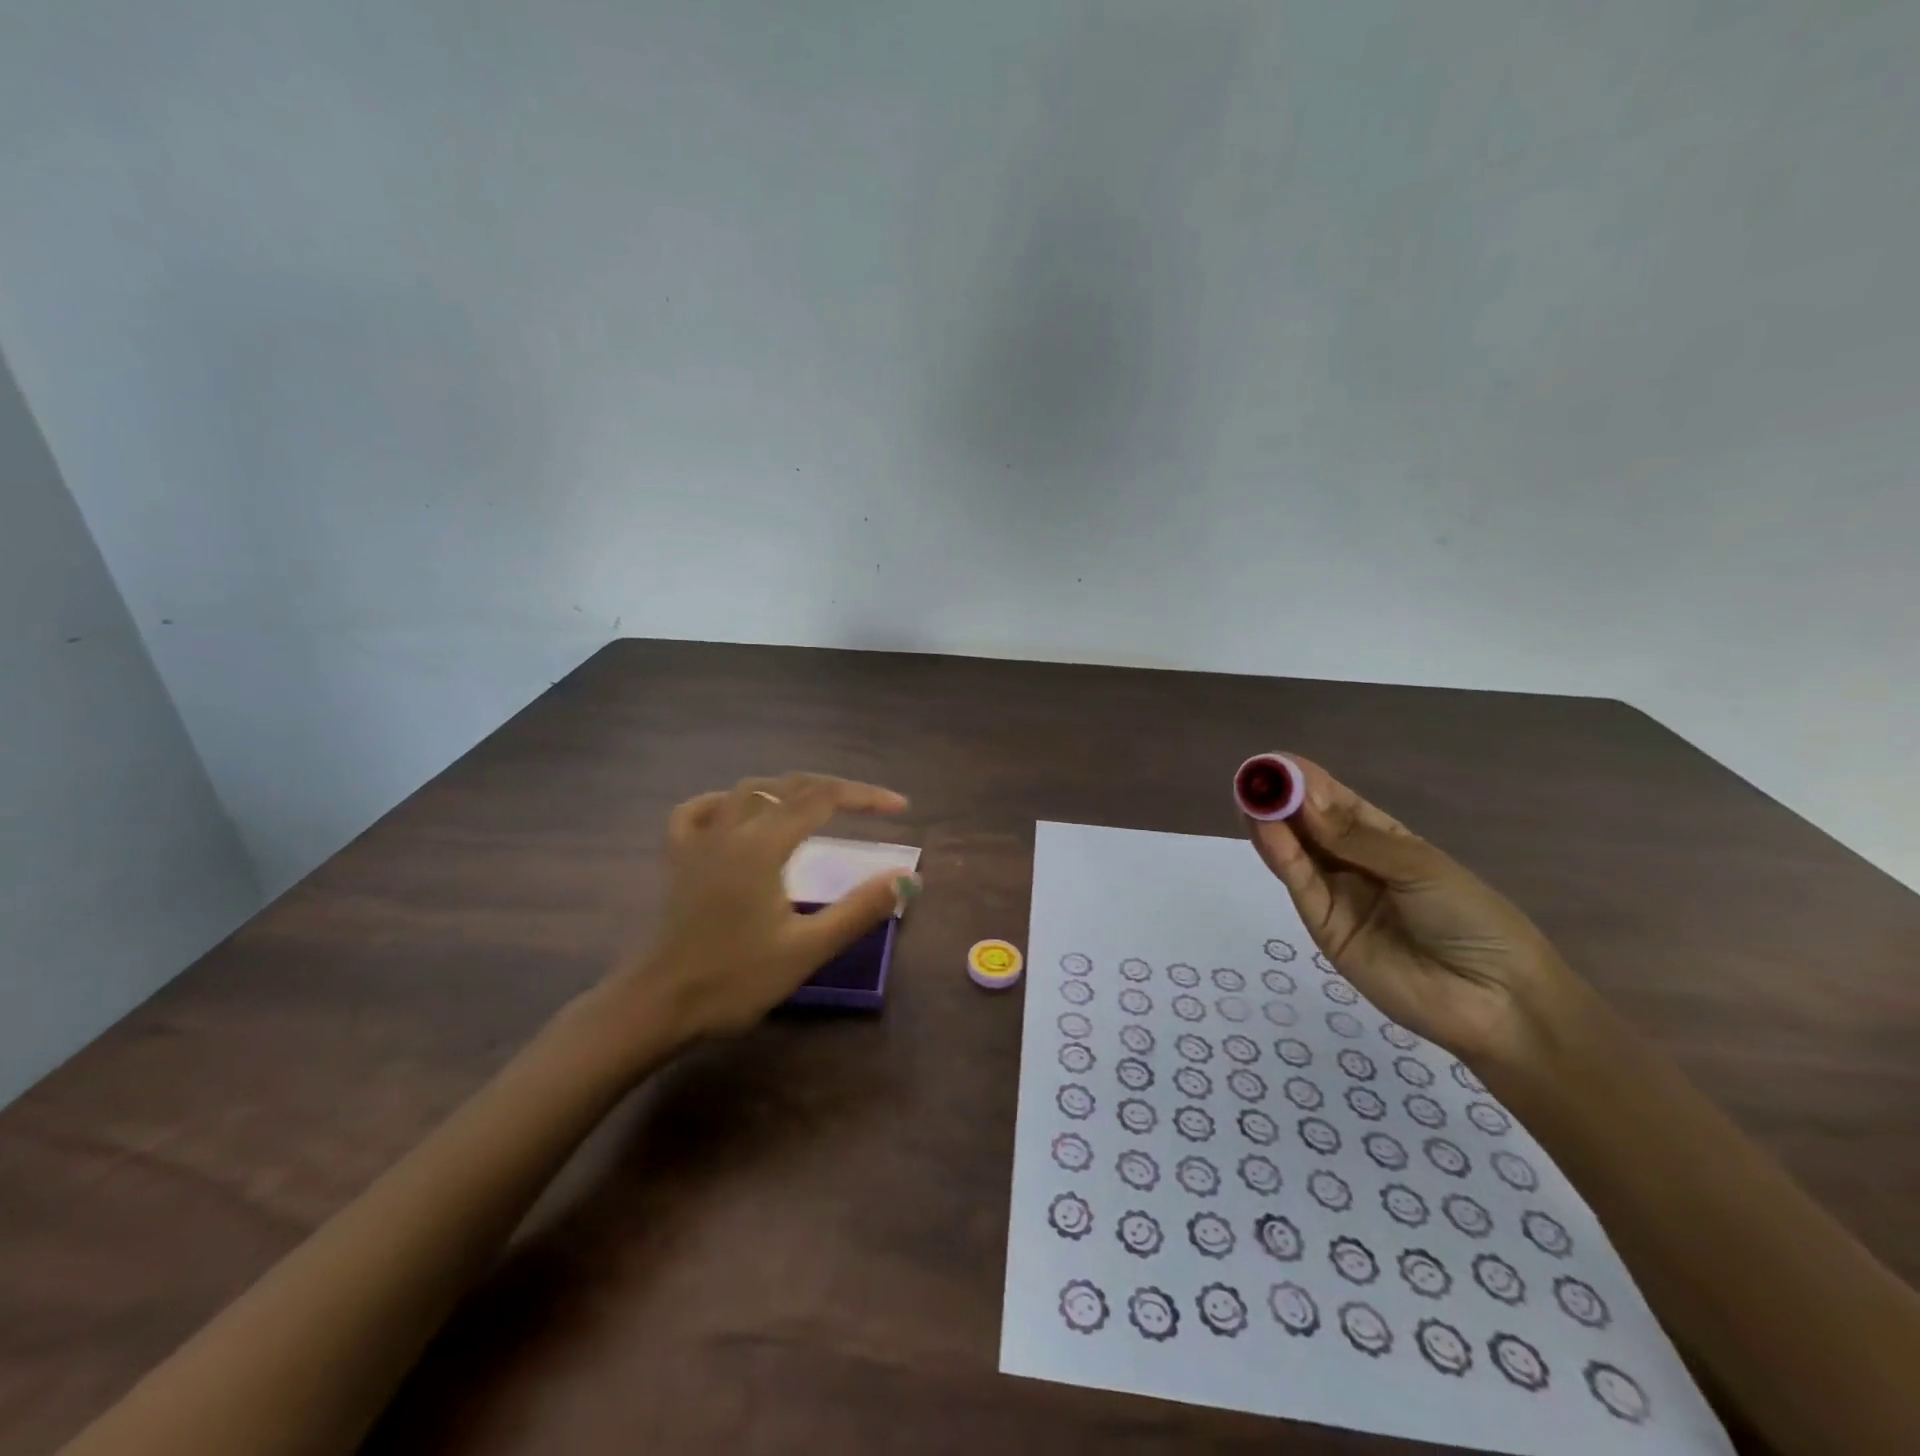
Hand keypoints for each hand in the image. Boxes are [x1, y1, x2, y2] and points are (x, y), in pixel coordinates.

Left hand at [593, 773, 914, 1049]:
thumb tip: (908, 877)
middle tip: (868, 804)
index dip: (865, 796)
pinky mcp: (677, 858)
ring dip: (788, 789)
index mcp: (764, 846)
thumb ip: (860, 909)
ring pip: (747, 791)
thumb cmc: (736, 980)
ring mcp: (699, 841)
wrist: (661, 1006)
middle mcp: (731, 830)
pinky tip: (736, 810)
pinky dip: (724, 801)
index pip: (823, 799)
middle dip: (834, 788)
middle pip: (789, 787)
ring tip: (816, 802)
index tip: (900, 806)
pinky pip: (698, 810)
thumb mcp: (808, 949)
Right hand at [1246, 755, 1584, 1065]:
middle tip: (1252, 775)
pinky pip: (1300, 885)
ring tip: (1248, 794)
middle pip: (1309, 826)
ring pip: (1297, 853)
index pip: (1337, 803)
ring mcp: (1336, 895)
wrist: (1495, 1000)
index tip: (1275, 761)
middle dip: (1281, 799)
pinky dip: (1280, 856)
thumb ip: (1353, 836)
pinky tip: (1265, 829)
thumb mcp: (1418, 866)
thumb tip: (1299, 797)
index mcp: (1385, 840)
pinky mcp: (1323, 927)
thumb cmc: (1471, 918)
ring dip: (1271, 823)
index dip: (1306, 781)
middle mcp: (1354, 864)